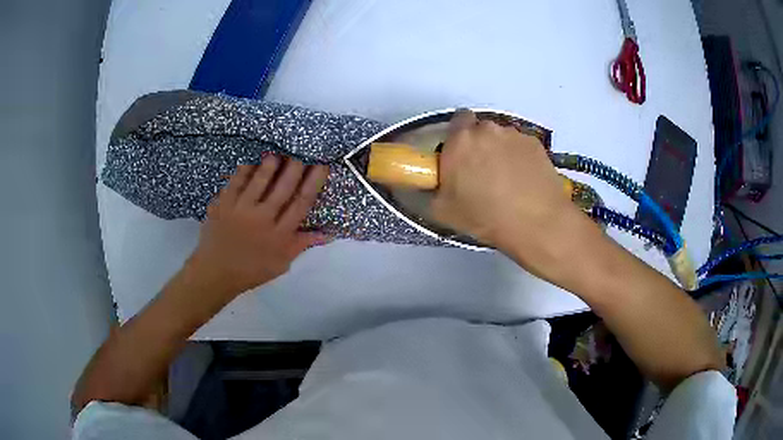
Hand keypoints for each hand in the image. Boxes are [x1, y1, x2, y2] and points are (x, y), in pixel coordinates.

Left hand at [186, 156, 329, 298]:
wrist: (215, 272)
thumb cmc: (251, 270)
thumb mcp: (281, 263)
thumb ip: (302, 245)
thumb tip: (327, 233)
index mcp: (279, 235)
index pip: (301, 204)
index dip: (313, 183)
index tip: (321, 166)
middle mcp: (263, 219)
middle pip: (283, 188)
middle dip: (295, 167)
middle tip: (301, 152)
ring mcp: (241, 210)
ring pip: (259, 181)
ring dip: (270, 164)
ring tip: (277, 152)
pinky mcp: (223, 204)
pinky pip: (236, 182)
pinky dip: (244, 170)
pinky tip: (250, 161)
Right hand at [432, 110, 588, 275]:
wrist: (537, 223)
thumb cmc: (485, 216)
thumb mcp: (443, 211)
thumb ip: (432, 189)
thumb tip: (434, 182)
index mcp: (460, 140)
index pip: (456, 120)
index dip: (457, 137)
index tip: (459, 156)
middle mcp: (487, 129)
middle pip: (480, 129)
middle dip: (479, 145)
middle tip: (481, 172)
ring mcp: (514, 135)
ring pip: (502, 137)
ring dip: (500, 151)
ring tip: (507, 180)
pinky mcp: (536, 144)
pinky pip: (521, 146)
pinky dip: (520, 158)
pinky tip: (524, 181)